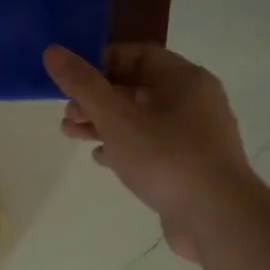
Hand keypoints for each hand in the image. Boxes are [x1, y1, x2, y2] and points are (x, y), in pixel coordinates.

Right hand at [44, 43, 257, 262]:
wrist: (217, 218)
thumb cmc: (166, 157)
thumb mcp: (116, 117)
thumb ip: (82, 84)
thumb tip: (52, 51)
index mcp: (184, 80)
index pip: (138, 54)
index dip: (101, 61)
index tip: (69, 77)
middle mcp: (194, 102)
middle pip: (136, 87)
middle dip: (96, 98)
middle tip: (66, 112)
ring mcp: (194, 136)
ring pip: (140, 119)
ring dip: (103, 123)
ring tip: (70, 134)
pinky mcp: (188, 166)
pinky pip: (150, 146)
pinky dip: (123, 147)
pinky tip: (100, 158)